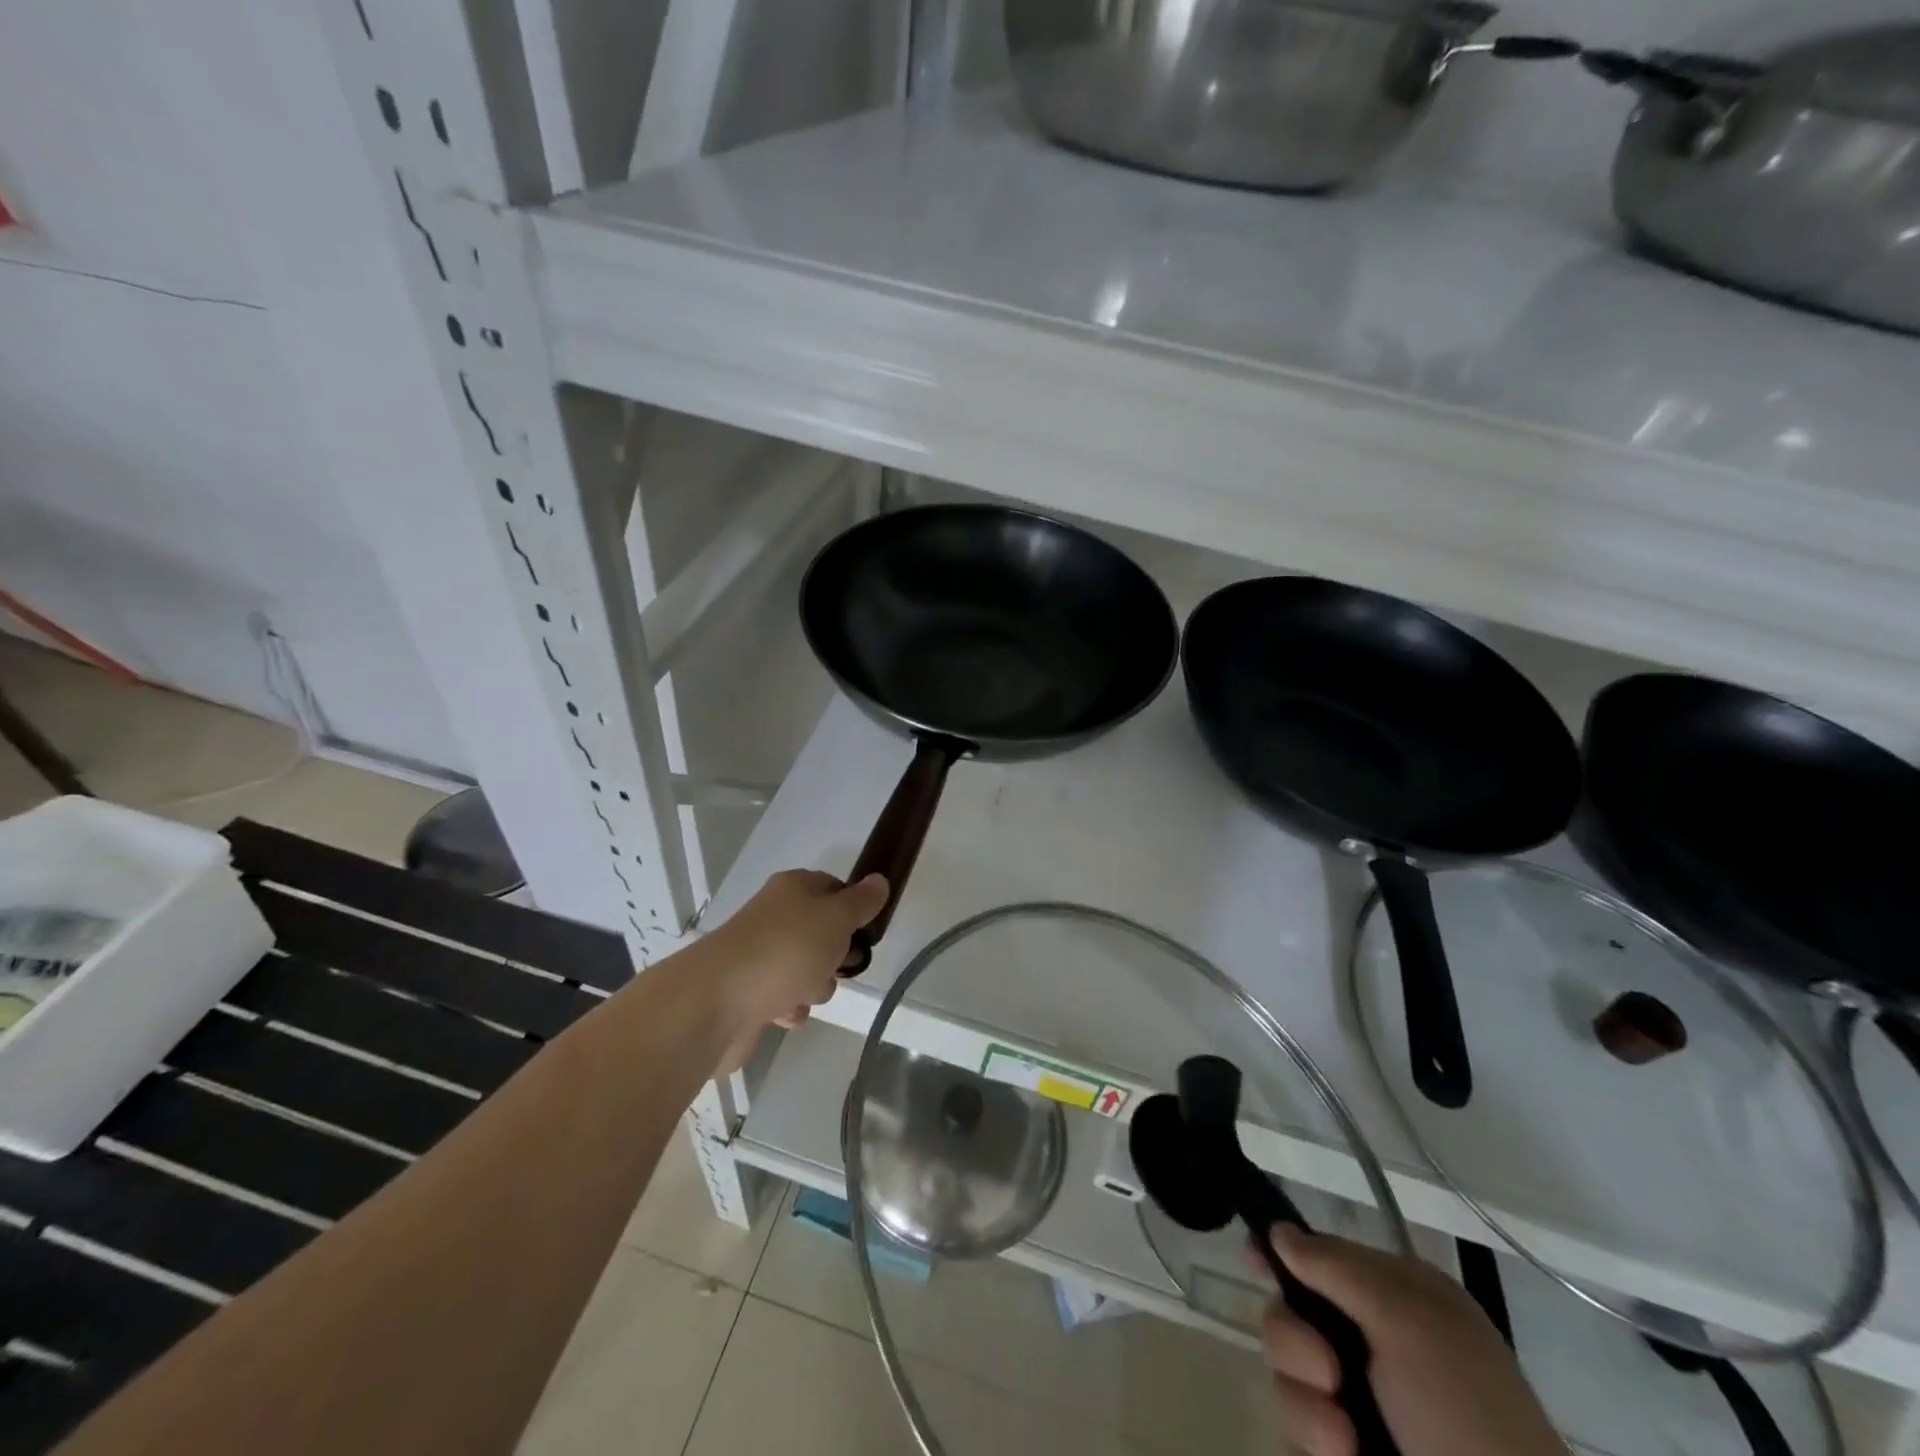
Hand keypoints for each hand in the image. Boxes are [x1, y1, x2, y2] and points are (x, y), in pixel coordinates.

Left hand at [701, 871, 887, 1072]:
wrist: (717, 1002)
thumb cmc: (786, 950)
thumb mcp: (836, 919)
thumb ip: (861, 902)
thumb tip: (879, 880)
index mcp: (792, 889)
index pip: (832, 886)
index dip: (852, 907)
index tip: (866, 930)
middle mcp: (773, 916)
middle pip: (821, 932)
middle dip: (835, 954)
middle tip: (838, 964)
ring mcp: (758, 954)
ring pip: (805, 968)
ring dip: (814, 986)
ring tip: (805, 993)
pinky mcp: (747, 992)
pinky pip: (782, 998)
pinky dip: (789, 1008)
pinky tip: (784, 1014)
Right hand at [1263, 1228, 1561, 1455]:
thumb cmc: (1464, 1410)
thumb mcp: (1406, 1320)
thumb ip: (1335, 1267)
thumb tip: (1278, 1229)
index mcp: (1395, 1300)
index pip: (1320, 1257)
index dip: (1279, 1254)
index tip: (1249, 1259)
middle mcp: (1373, 1344)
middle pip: (1289, 1314)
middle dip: (1295, 1344)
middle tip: (1329, 1376)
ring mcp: (1360, 1406)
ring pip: (1287, 1377)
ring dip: (1306, 1405)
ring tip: (1345, 1440)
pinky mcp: (1347, 1453)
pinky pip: (1296, 1432)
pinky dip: (1312, 1444)